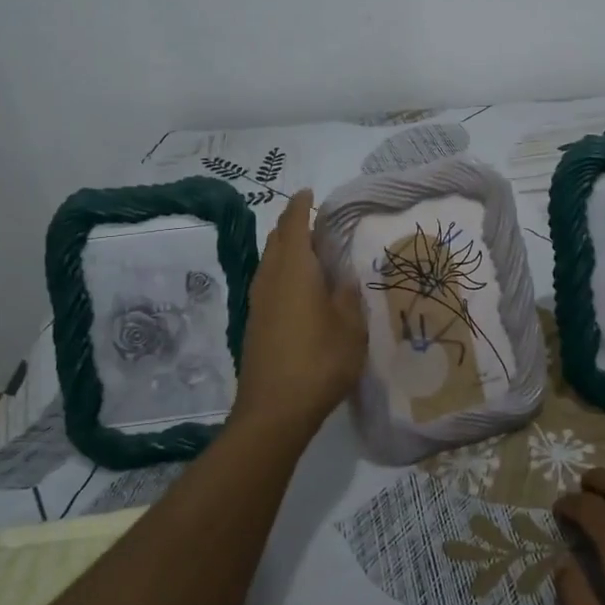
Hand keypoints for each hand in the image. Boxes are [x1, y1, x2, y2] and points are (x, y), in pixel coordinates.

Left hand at [232, 190, 367, 442]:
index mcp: (295, 269)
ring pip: (269, 261)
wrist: (274, 411)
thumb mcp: (350, 327)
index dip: (301, 205)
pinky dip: (283, 272)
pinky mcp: (255, 323)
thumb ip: (348, 296)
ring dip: (286, 250)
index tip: (310, 193)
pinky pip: (268, 282)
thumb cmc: (319, 361)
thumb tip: (345, 277)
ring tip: (312, 253)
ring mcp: (258, 301)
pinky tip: (300, 289)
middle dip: (293, 225)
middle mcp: (270, 278)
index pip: (294, 224)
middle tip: (318, 223)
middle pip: (277, 239)